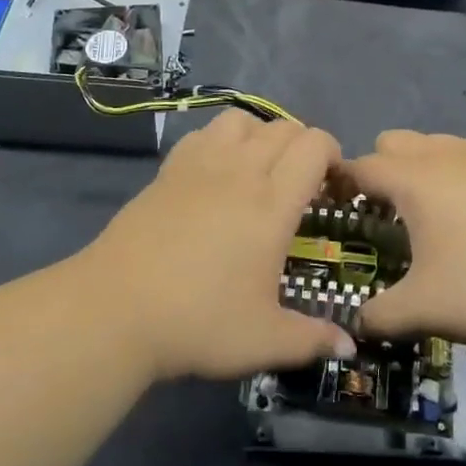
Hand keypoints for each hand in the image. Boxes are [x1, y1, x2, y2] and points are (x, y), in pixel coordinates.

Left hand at [85, 110, 356, 382]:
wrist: (115, 309)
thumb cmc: (198, 321)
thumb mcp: (263, 340)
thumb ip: (311, 339)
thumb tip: (350, 346)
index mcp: (272, 202)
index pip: (315, 146)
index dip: (333, 155)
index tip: (333, 186)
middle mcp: (241, 170)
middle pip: (284, 128)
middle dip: (303, 147)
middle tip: (302, 184)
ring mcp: (201, 164)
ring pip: (243, 119)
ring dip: (261, 135)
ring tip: (259, 169)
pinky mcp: (169, 169)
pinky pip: (204, 132)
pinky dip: (221, 140)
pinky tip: (216, 174)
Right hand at [344, 131, 465, 355]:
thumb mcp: (422, 309)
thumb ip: (379, 314)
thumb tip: (356, 322)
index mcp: (413, 181)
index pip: (362, 166)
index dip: (341, 182)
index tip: (334, 205)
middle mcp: (442, 155)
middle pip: (393, 141)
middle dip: (379, 169)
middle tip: (383, 213)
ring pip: (432, 140)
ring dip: (418, 163)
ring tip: (427, 206)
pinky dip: (460, 162)